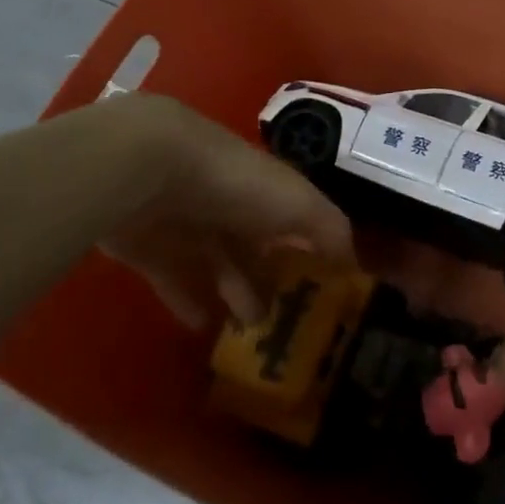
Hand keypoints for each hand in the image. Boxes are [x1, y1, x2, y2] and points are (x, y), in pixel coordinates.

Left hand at [97, 97, 353, 328]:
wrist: (149, 172)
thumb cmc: (236, 184)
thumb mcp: (299, 203)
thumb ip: (330, 231)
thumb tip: (355, 263)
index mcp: (271, 188)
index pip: (300, 218)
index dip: (316, 248)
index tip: (331, 287)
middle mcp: (235, 203)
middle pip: (260, 246)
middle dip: (277, 278)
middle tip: (292, 322)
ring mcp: (192, 225)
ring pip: (222, 265)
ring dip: (239, 294)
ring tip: (254, 331)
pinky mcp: (153, 250)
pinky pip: (177, 281)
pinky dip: (190, 303)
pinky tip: (204, 327)